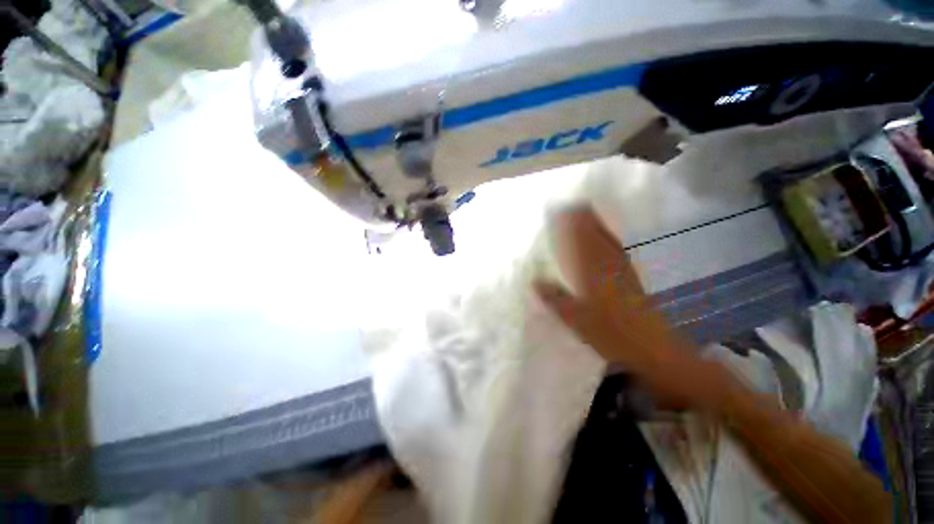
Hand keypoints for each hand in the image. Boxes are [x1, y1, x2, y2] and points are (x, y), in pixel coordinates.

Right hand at [534, 208, 728, 409]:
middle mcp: (609, 267)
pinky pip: (618, 253)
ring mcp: (623, 272)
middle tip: (576, 203)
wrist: (654, 351)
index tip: (564, 209)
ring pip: (609, 242)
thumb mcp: (576, 319)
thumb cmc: (612, 335)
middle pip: (596, 237)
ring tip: (590, 213)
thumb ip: (555, 299)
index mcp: (593, 274)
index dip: (573, 225)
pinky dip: (611, 241)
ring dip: (599, 226)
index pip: (580, 243)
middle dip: (586, 219)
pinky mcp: (632, 280)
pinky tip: (609, 240)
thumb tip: (535, 282)